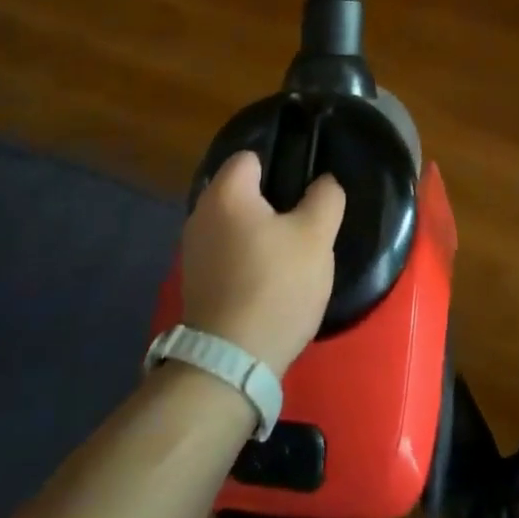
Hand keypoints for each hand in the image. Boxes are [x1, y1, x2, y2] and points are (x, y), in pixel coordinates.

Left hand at [181, 151, 345, 373]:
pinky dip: (245, 256)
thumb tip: (323, 182)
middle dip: (271, 199)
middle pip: (240, 190)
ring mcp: (192, 250)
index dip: (280, 164)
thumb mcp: (317, 237)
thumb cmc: (276, 285)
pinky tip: (269, 277)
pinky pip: (225, 251)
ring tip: (290, 251)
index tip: (304, 186)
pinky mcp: (195, 281)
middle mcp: (200, 213)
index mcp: (226, 193)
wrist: (231, 361)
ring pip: (233, 222)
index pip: (250, 156)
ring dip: (258, 230)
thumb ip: (325, 198)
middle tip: (304, 219)